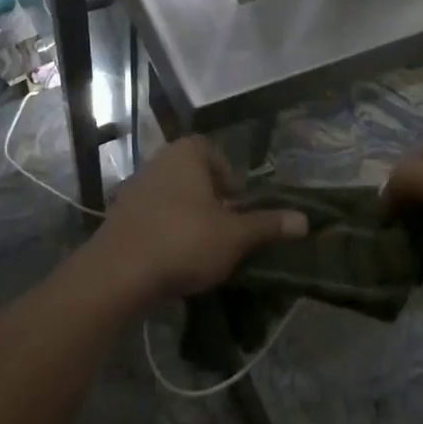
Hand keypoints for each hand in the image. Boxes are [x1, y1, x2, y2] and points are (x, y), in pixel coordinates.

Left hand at [91, 138, 306, 302]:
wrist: (120, 271)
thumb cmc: (185, 240)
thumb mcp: (235, 236)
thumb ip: (268, 225)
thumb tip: (304, 220)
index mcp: (186, 153)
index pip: (212, 152)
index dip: (229, 177)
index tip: (238, 206)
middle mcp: (158, 161)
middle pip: (191, 175)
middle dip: (209, 200)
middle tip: (225, 229)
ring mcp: (134, 187)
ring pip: (171, 196)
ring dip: (187, 216)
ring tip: (202, 248)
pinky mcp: (118, 215)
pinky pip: (151, 216)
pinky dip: (164, 230)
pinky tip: (173, 258)